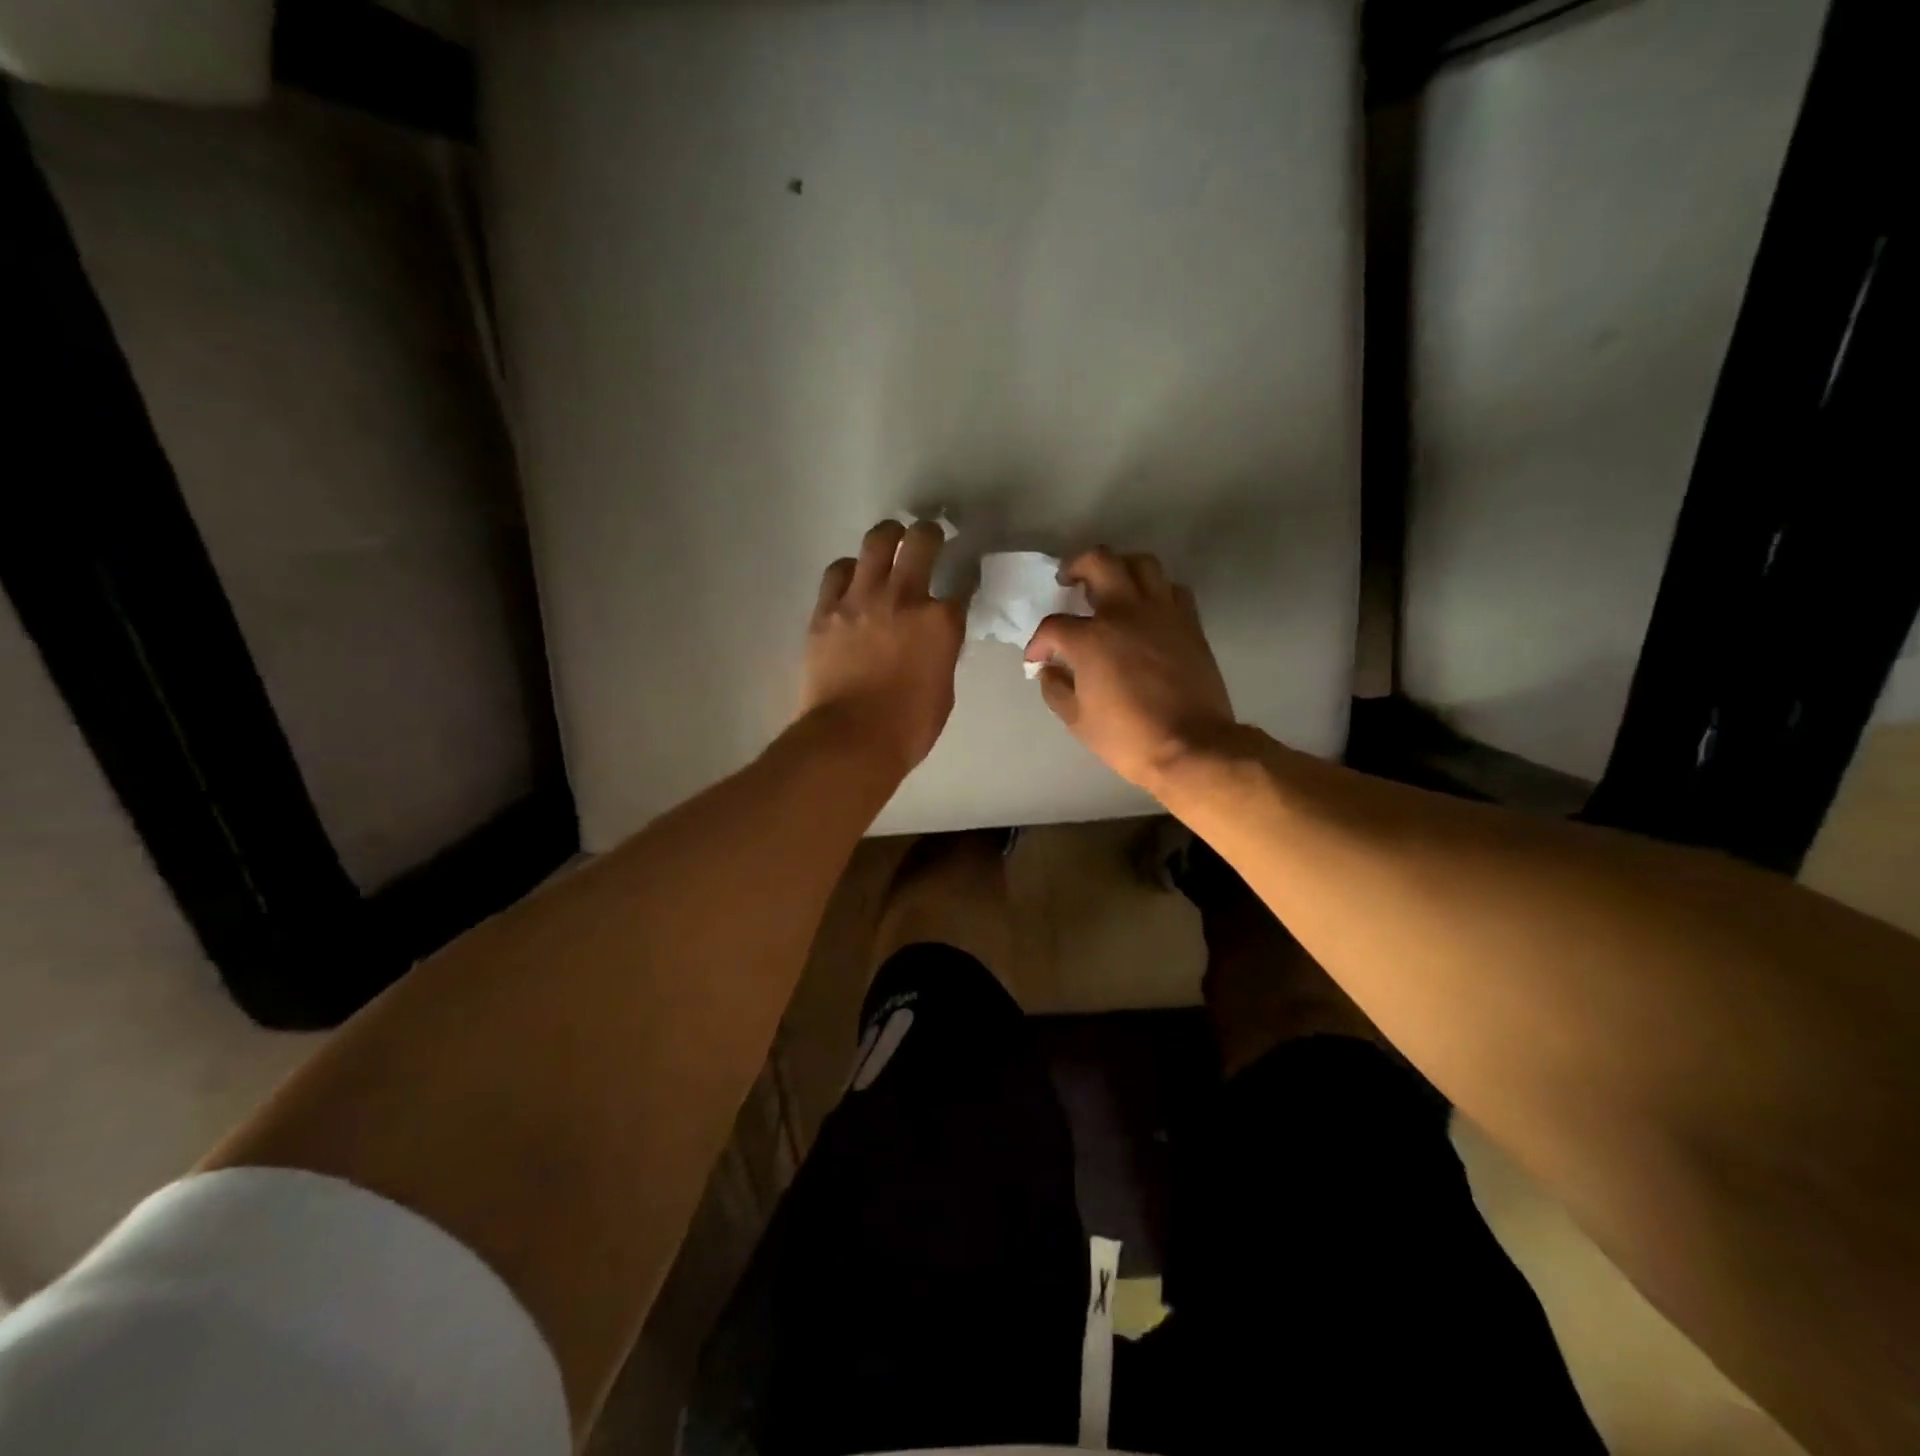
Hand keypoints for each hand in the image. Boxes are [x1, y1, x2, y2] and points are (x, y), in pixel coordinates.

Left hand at [801, 520, 966, 772]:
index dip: (966, 578)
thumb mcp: (943, 689)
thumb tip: (933, 641)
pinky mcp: (826, 610)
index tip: (964, 578)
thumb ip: (941, 654)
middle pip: (921, 541)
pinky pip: (838, 571)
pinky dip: (850, 569)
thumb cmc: (908, 727)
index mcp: (941, 622)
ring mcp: (861, 599)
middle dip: (929, 534)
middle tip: (928, 538)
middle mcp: (904, 598)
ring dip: (889, 537)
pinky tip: (853, 576)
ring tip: (890, 542)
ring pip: (877, 541)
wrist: (851, 740)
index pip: (963, 585)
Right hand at [1023, 547, 1235, 791]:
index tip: (1038, 658)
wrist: (1191, 746)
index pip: (1053, 626)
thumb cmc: (1128, 737)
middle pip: (1098, 562)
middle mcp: (1125, 613)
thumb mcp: (1077, 720)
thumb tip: (1050, 670)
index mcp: (1091, 639)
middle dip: (1076, 566)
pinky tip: (1146, 608)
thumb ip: (1056, 688)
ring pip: (1142, 563)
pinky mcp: (1189, 622)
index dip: (1039, 642)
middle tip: (1069, 580)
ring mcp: (1162, 613)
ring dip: (1120, 567)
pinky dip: (1155, 590)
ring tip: (1111, 584)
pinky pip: (1171, 589)